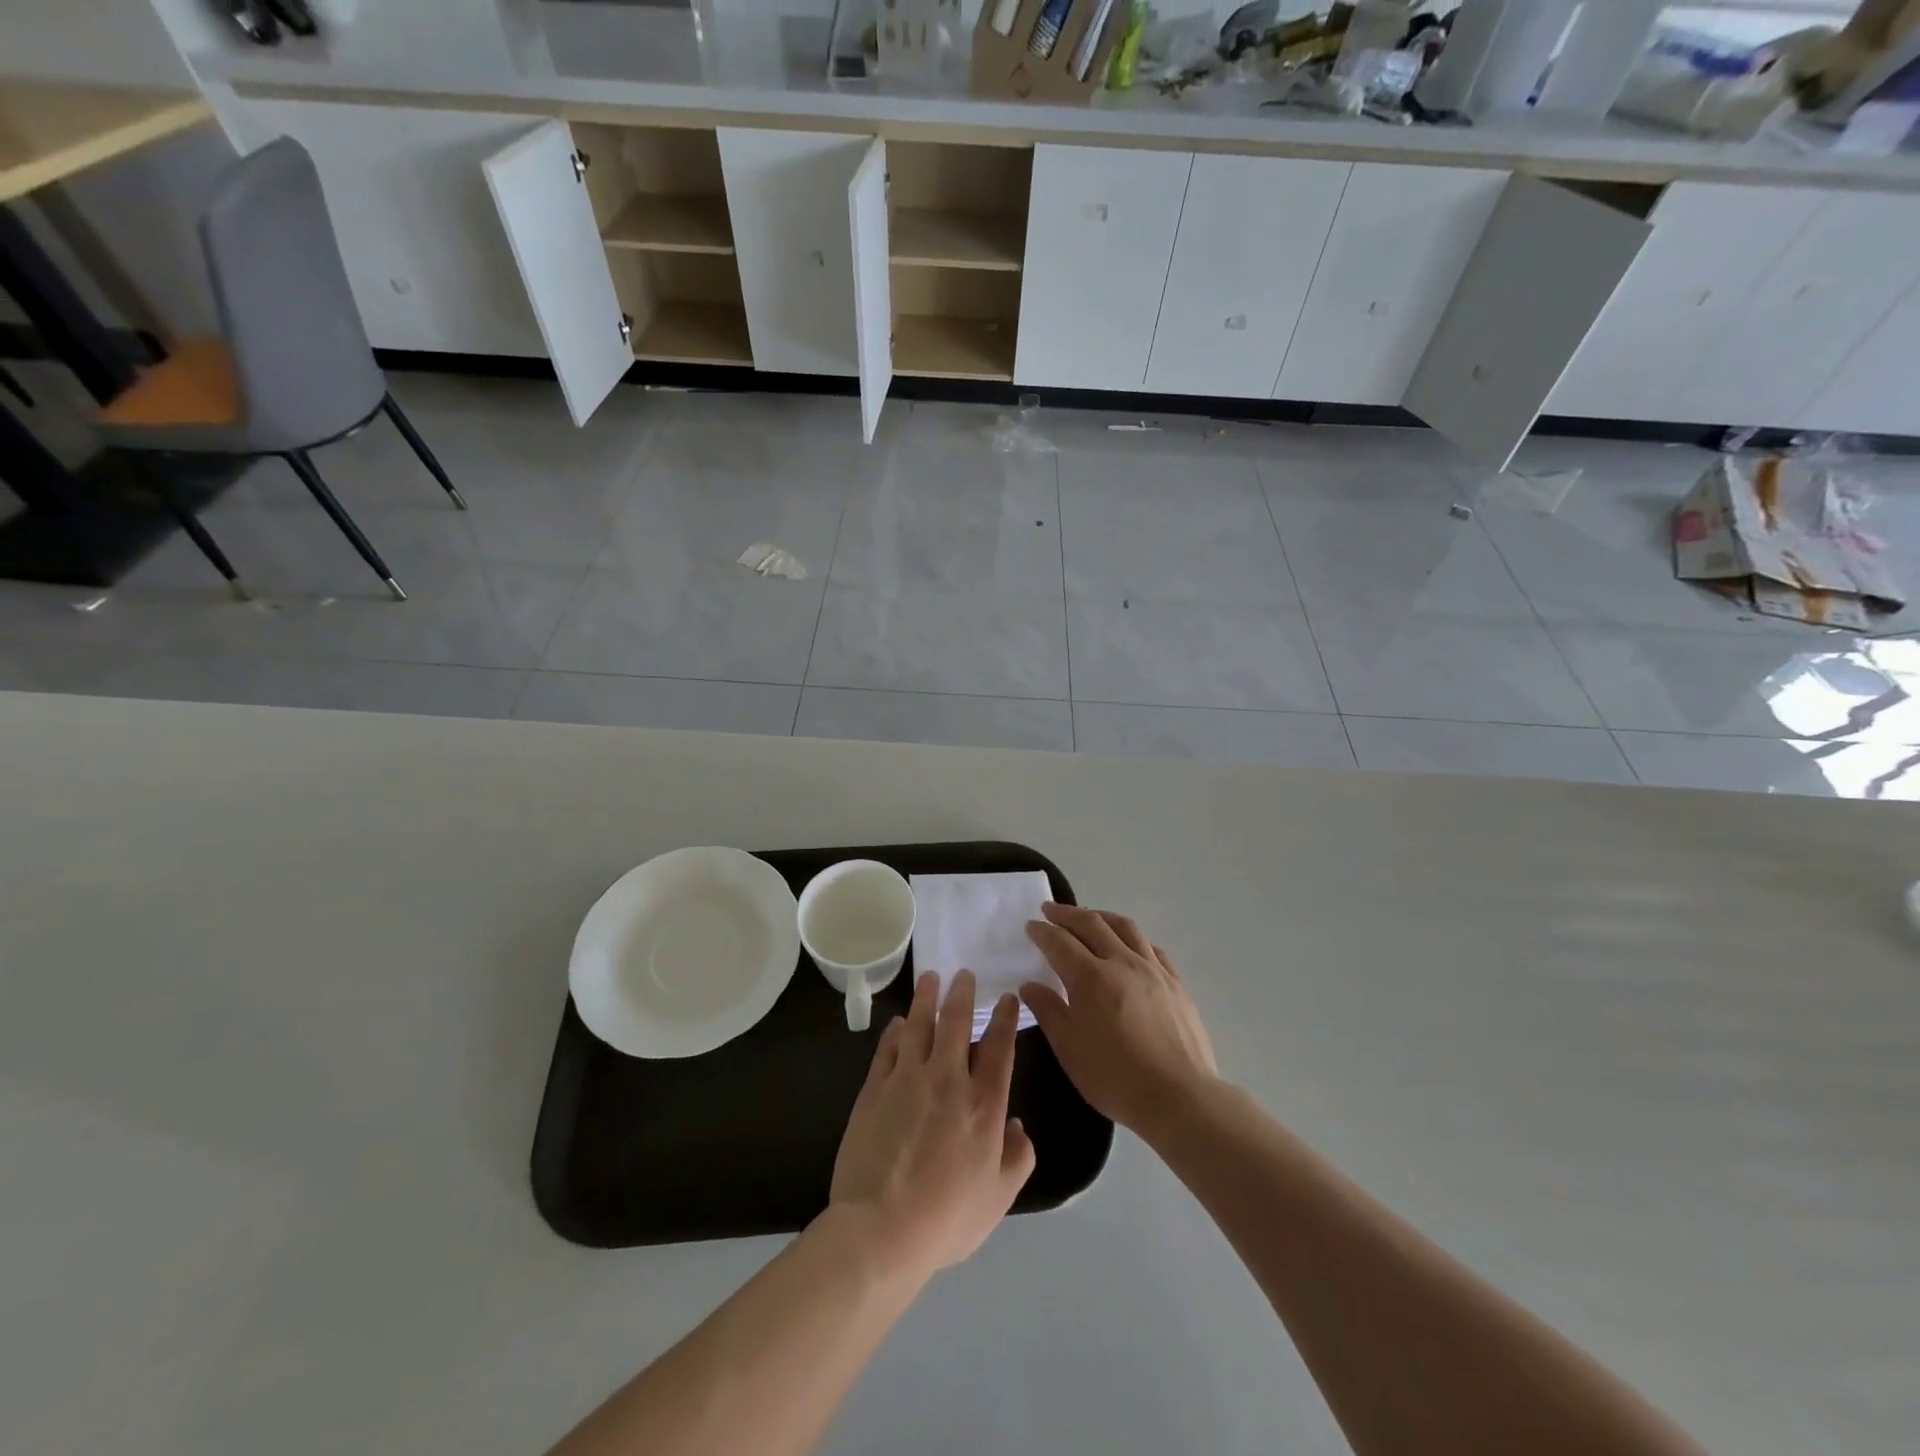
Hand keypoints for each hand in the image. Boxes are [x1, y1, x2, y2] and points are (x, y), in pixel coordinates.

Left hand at [828, 970, 1035, 1280]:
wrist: (881, 1228)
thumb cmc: (947, 1217)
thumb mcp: (999, 1197)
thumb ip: (1018, 1158)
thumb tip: (1018, 1126)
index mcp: (984, 1103)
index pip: (999, 1048)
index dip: (1006, 1019)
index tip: (1008, 999)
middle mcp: (947, 1079)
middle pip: (957, 1023)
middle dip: (962, 994)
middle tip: (964, 974)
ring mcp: (907, 1079)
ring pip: (919, 1025)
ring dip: (926, 998)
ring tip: (930, 978)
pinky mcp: (875, 1088)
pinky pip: (888, 1048)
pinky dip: (895, 1031)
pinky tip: (898, 1023)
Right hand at [1021, 903, 1217, 1136]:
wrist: (1179, 1096)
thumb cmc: (1115, 1076)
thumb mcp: (1069, 1049)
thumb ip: (1048, 1011)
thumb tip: (1030, 985)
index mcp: (1090, 977)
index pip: (1060, 942)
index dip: (1042, 931)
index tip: (1031, 926)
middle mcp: (1121, 962)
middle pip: (1092, 924)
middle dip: (1067, 914)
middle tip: (1051, 909)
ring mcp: (1153, 969)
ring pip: (1125, 927)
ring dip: (1101, 916)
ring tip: (1089, 916)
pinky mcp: (1175, 983)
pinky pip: (1150, 947)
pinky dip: (1132, 939)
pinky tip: (1129, 946)